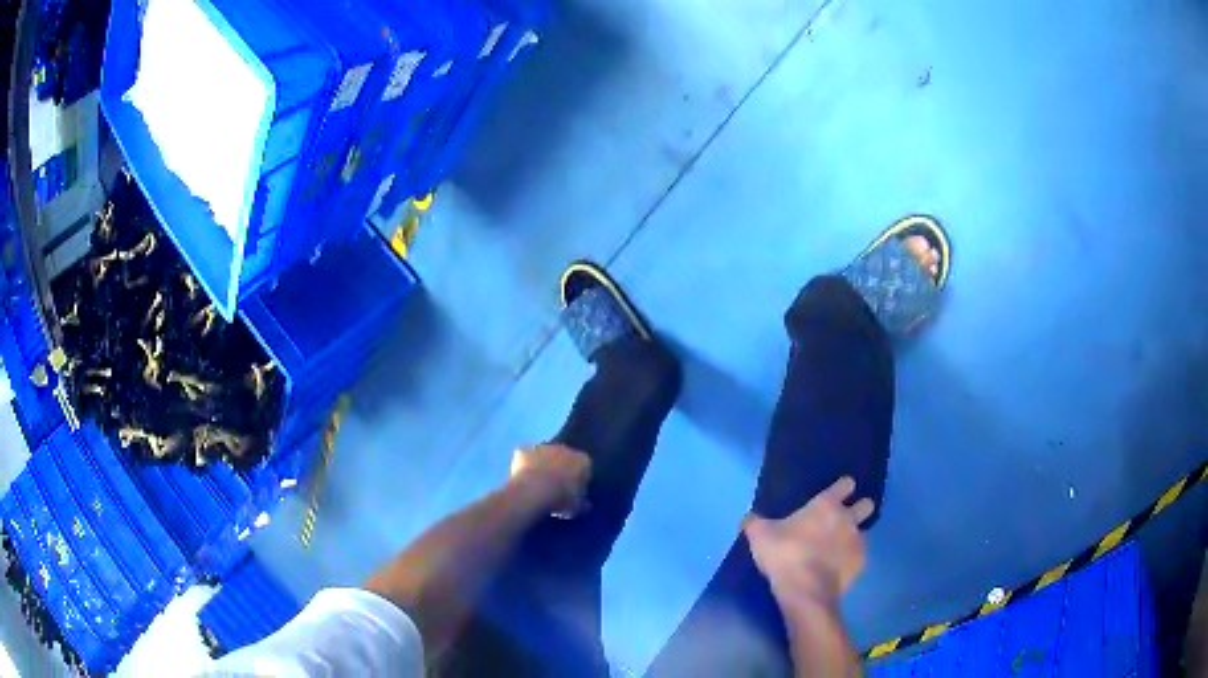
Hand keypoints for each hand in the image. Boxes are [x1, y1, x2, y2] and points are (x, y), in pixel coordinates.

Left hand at [509, 444, 591, 517]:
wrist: (533, 491)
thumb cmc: (560, 498)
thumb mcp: (576, 507)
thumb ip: (582, 503)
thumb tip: (585, 504)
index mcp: (582, 460)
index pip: (584, 467)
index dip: (579, 479)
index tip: (574, 492)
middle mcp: (563, 448)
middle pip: (563, 457)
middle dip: (560, 469)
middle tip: (554, 488)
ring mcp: (541, 447)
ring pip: (543, 455)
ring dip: (541, 465)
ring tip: (536, 485)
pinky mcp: (523, 451)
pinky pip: (525, 458)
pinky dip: (523, 467)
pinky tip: (521, 481)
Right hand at [744, 477, 874, 611]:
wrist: (806, 592)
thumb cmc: (785, 555)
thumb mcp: (759, 536)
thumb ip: (756, 522)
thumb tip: (750, 518)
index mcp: (826, 505)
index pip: (846, 484)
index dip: (842, 487)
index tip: (836, 494)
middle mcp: (848, 518)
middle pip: (867, 504)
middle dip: (860, 509)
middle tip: (843, 520)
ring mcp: (858, 541)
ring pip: (864, 531)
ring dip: (854, 537)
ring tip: (838, 549)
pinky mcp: (861, 564)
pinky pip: (859, 556)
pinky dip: (850, 560)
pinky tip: (837, 569)